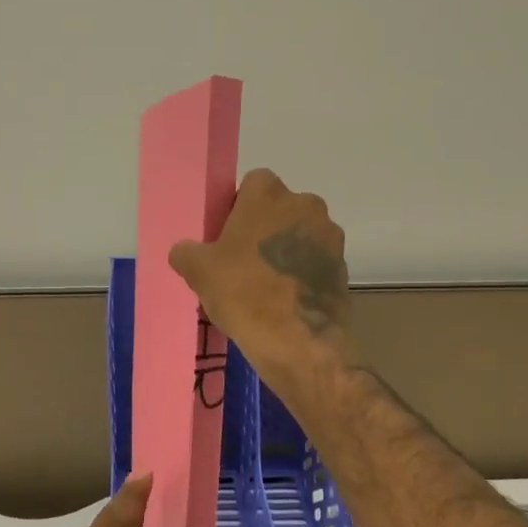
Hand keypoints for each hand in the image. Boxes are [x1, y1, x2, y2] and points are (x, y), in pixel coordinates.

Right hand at [169, 168, 357, 389]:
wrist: (299, 342)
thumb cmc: (244, 294)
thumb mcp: (199, 272)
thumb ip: (186, 252)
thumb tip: (185, 251)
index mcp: (268, 195)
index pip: (252, 184)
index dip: (238, 207)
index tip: (226, 236)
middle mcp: (305, 205)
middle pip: (279, 208)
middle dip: (263, 228)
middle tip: (241, 261)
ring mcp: (329, 236)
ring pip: (299, 234)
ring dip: (284, 250)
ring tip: (264, 284)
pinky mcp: (342, 267)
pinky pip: (315, 261)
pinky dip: (301, 273)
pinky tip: (284, 300)